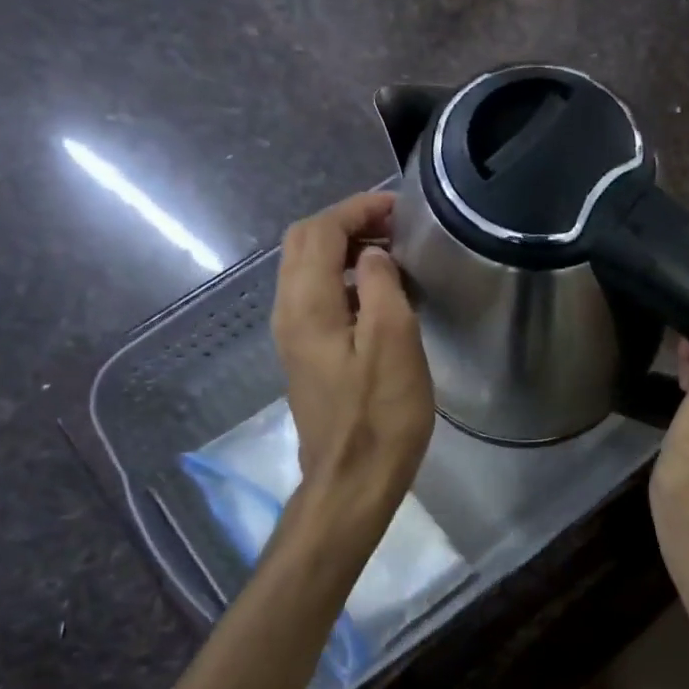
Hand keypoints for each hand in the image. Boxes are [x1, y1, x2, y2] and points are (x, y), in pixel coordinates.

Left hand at [272, 192, 433, 509]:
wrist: (352, 481)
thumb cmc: (380, 415)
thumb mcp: (393, 343)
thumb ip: (381, 285)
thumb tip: (373, 255)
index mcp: (307, 305)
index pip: (320, 232)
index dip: (357, 209)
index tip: (399, 208)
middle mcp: (289, 313)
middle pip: (304, 244)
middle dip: (346, 223)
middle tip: (394, 227)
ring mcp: (293, 337)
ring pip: (308, 270)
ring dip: (345, 250)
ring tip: (392, 254)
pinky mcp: (306, 357)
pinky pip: (317, 298)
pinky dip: (344, 279)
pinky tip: (380, 295)